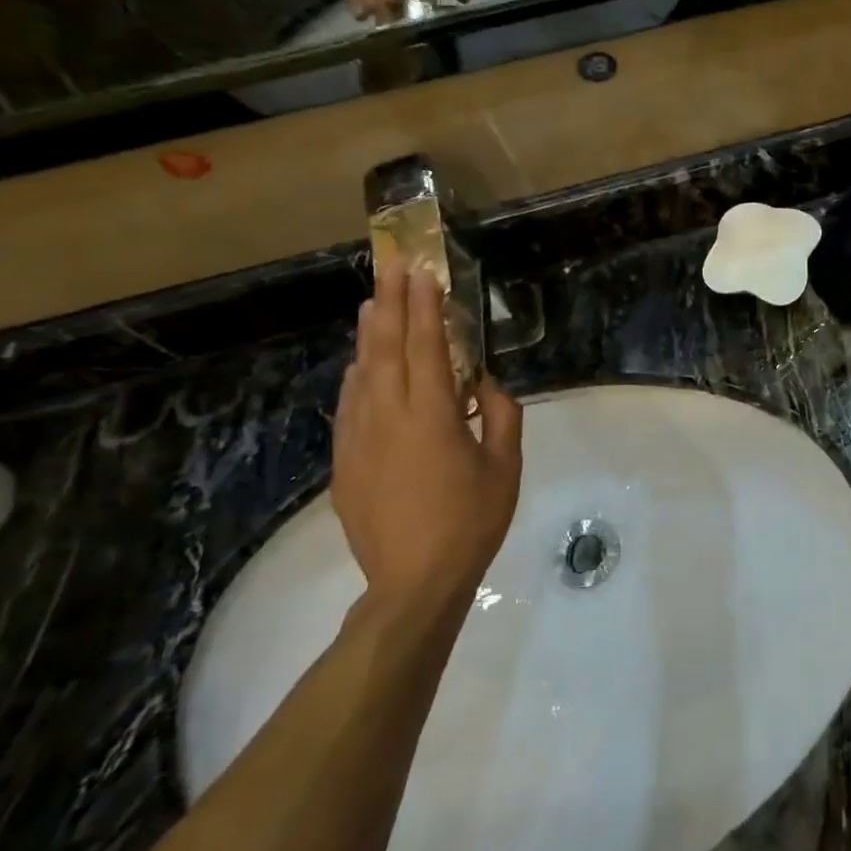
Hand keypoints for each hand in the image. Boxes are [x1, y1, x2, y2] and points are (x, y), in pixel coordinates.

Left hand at [332, 266, 522, 616]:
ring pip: (361, 373)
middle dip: (390, 304)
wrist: (413, 581)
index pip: (426, 347)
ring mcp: (359, 438)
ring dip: (368, 335)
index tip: (422, 273)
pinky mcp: (345, 461)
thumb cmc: (471, 521)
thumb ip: (501, 417)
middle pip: (386, 349)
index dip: (424, 307)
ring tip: (372, 304)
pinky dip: (356, 377)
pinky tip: (359, 366)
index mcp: (432, 415)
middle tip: (390, 269)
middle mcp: (388, 416)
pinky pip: (349, 405)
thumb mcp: (505, 468)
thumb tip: (487, 385)